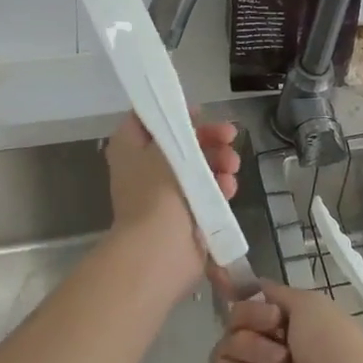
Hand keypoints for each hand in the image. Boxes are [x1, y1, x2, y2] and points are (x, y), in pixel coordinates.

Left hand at [102, 113, 240, 298]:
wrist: (159, 250)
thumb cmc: (155, 191)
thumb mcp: (163, 148)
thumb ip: (177, 129)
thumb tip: (187, 120)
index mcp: (130, 149)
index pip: (148, 120)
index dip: (173, 112)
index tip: (200, 112)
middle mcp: (145, 168)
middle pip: (180, 142)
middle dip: (208, 138)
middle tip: (230, 134)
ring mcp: (166, 194)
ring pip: (198, 167)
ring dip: (219, 161)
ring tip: (232, 164)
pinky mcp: (186, 215)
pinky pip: (207, 192)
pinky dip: (219, 187)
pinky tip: (229, 187)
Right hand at [202, 281, 362, 362]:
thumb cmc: (337, 353)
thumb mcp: (311, 305)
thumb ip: (275, 294)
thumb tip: (250, 288)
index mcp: (289, 334)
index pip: (251, 307)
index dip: (239, 295)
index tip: (225, 279)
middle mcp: (268, 360)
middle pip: (234, 323)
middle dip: (250, 317)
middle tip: (275, 327)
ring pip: (223, 349)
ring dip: (246, 345)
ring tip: (276, 362)